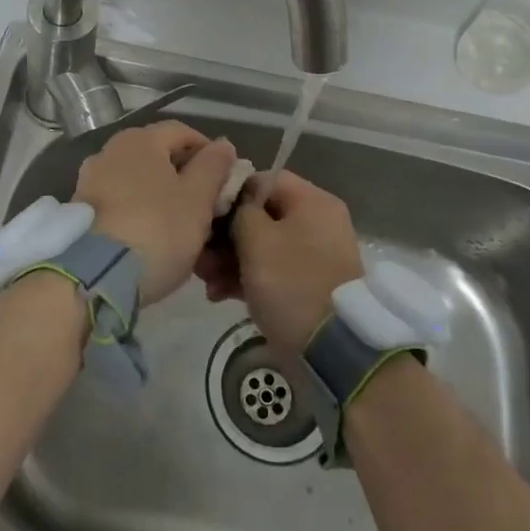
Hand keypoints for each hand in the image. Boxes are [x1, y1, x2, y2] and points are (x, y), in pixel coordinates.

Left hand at [73, 121, 237, 305]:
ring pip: (138, 181)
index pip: (183, 132)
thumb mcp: (198, 199)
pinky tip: (150, 238)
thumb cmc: (157, 229)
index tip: (224, 181)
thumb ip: (213, 167)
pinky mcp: (80, 211)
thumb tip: (222, 144)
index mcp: (140, 140)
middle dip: (184, 177)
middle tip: (205, 206)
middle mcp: (110, 151)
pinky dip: (138, 212)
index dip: (208, 153)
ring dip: (161, 196)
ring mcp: (90, 180)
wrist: (95, 277)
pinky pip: (119, 202)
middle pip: (157, 155)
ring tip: (179, 226)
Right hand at [198, 169, 363, 358]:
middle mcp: (316, 223)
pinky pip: (270, 271)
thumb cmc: (292, 283)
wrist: (332, 349)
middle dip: (224, 236)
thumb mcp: (257, 240)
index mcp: (312, 202)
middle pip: (260, 216)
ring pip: (261, 246)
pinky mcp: (304, 286)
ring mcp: (311, 256)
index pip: (263, 181)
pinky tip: (217, 295)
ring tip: (204, 281)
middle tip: (198, 256)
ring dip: (228, 260)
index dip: (230, 194)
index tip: (204, 215)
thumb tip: (235, 205)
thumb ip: (240, 212)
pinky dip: (245, 279)